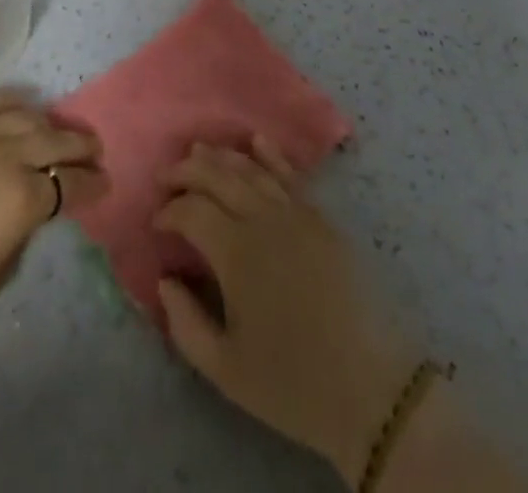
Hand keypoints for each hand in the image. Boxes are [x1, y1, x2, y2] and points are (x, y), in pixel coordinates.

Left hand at [0, 90, 105, 344]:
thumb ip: (16, 246)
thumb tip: (22, 220)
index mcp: (23, 200)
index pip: (71, 184)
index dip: (92, 184)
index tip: (103, 184)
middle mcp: (8, 157)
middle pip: (56, 141)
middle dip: (81, 146)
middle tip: (94, 150)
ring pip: (26, 117)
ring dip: (50, 122)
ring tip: (58, 128)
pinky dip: (10, 98)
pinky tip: (21, 102)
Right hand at [155, 137, 418, 484]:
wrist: (371, 387)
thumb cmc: (292, 384)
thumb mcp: (225, 369)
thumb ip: (185, 323)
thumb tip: (165, 280)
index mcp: (236, 252)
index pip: (192, 211)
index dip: (169, 210)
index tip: (157, 223)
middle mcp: (263, 219)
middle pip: (218, 177)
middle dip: (187, 171)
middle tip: (167, 175)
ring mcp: (296, 214)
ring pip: (251, 169)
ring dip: (221, 156)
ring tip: (199, 151)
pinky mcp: (321, 218)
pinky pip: (289, 175)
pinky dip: (269, 154)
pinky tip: (256, 141)